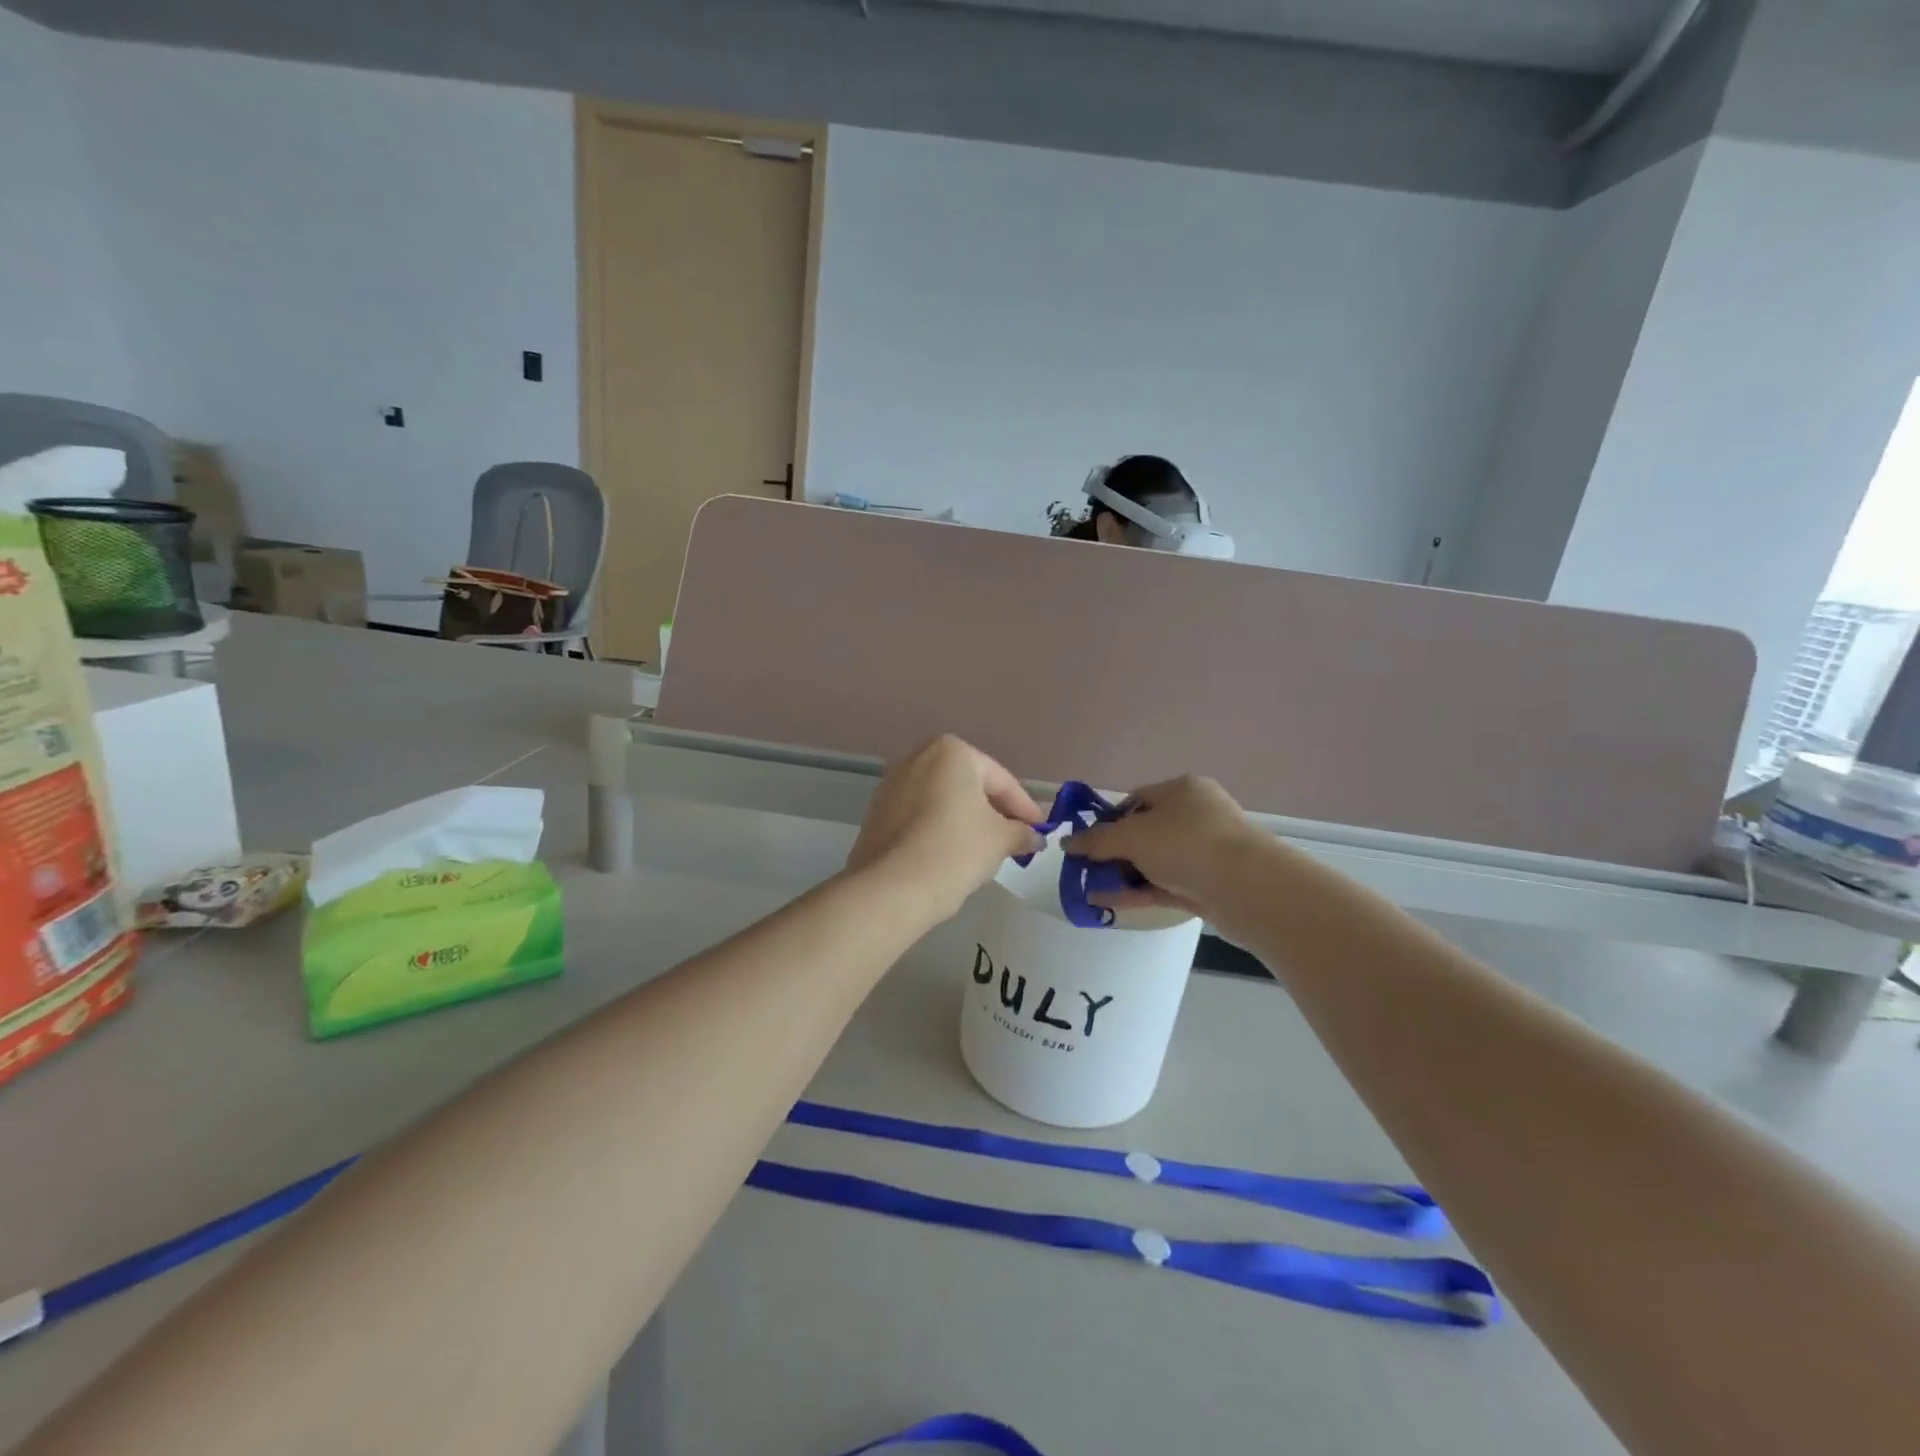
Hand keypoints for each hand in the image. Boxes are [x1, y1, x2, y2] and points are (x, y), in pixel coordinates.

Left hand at [847, 736, 1044, 920]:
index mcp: (951, 752)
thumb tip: (1033, 836)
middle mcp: (918, 758)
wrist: (892, 888)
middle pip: (969, 786)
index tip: (1039, 830)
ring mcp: (892, 785)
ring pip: (943, 801)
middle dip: (994, 811)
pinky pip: (920, 816)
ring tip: (986, 849)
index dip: (1024, 808)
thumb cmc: (955, 850)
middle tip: (1016, 838)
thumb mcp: (1000, 840)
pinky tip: (952, 854)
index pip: (1000, 780)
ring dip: (966, 820)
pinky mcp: (877, 813)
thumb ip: (1021, 832)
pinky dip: (939, 829)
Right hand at [1066, 776, 1268, 923]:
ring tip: (1090, 890)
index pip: (1137, 799)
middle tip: (1086, 869)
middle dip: (1114, 851)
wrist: (1247, 887)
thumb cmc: (1186, 843)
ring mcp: (1205, 852)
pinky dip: (1138, 892)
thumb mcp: (1132, 836)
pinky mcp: (1209, 886)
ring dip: (1123, 874)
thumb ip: (1097, 840)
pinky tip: (1108, 903)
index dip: (1109, 819)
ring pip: (1155, 862)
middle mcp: (1197, 816)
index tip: (1087, 841)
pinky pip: (1165, 886)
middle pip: (1145, 832)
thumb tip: (1067, 843)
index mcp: (1183, 790)